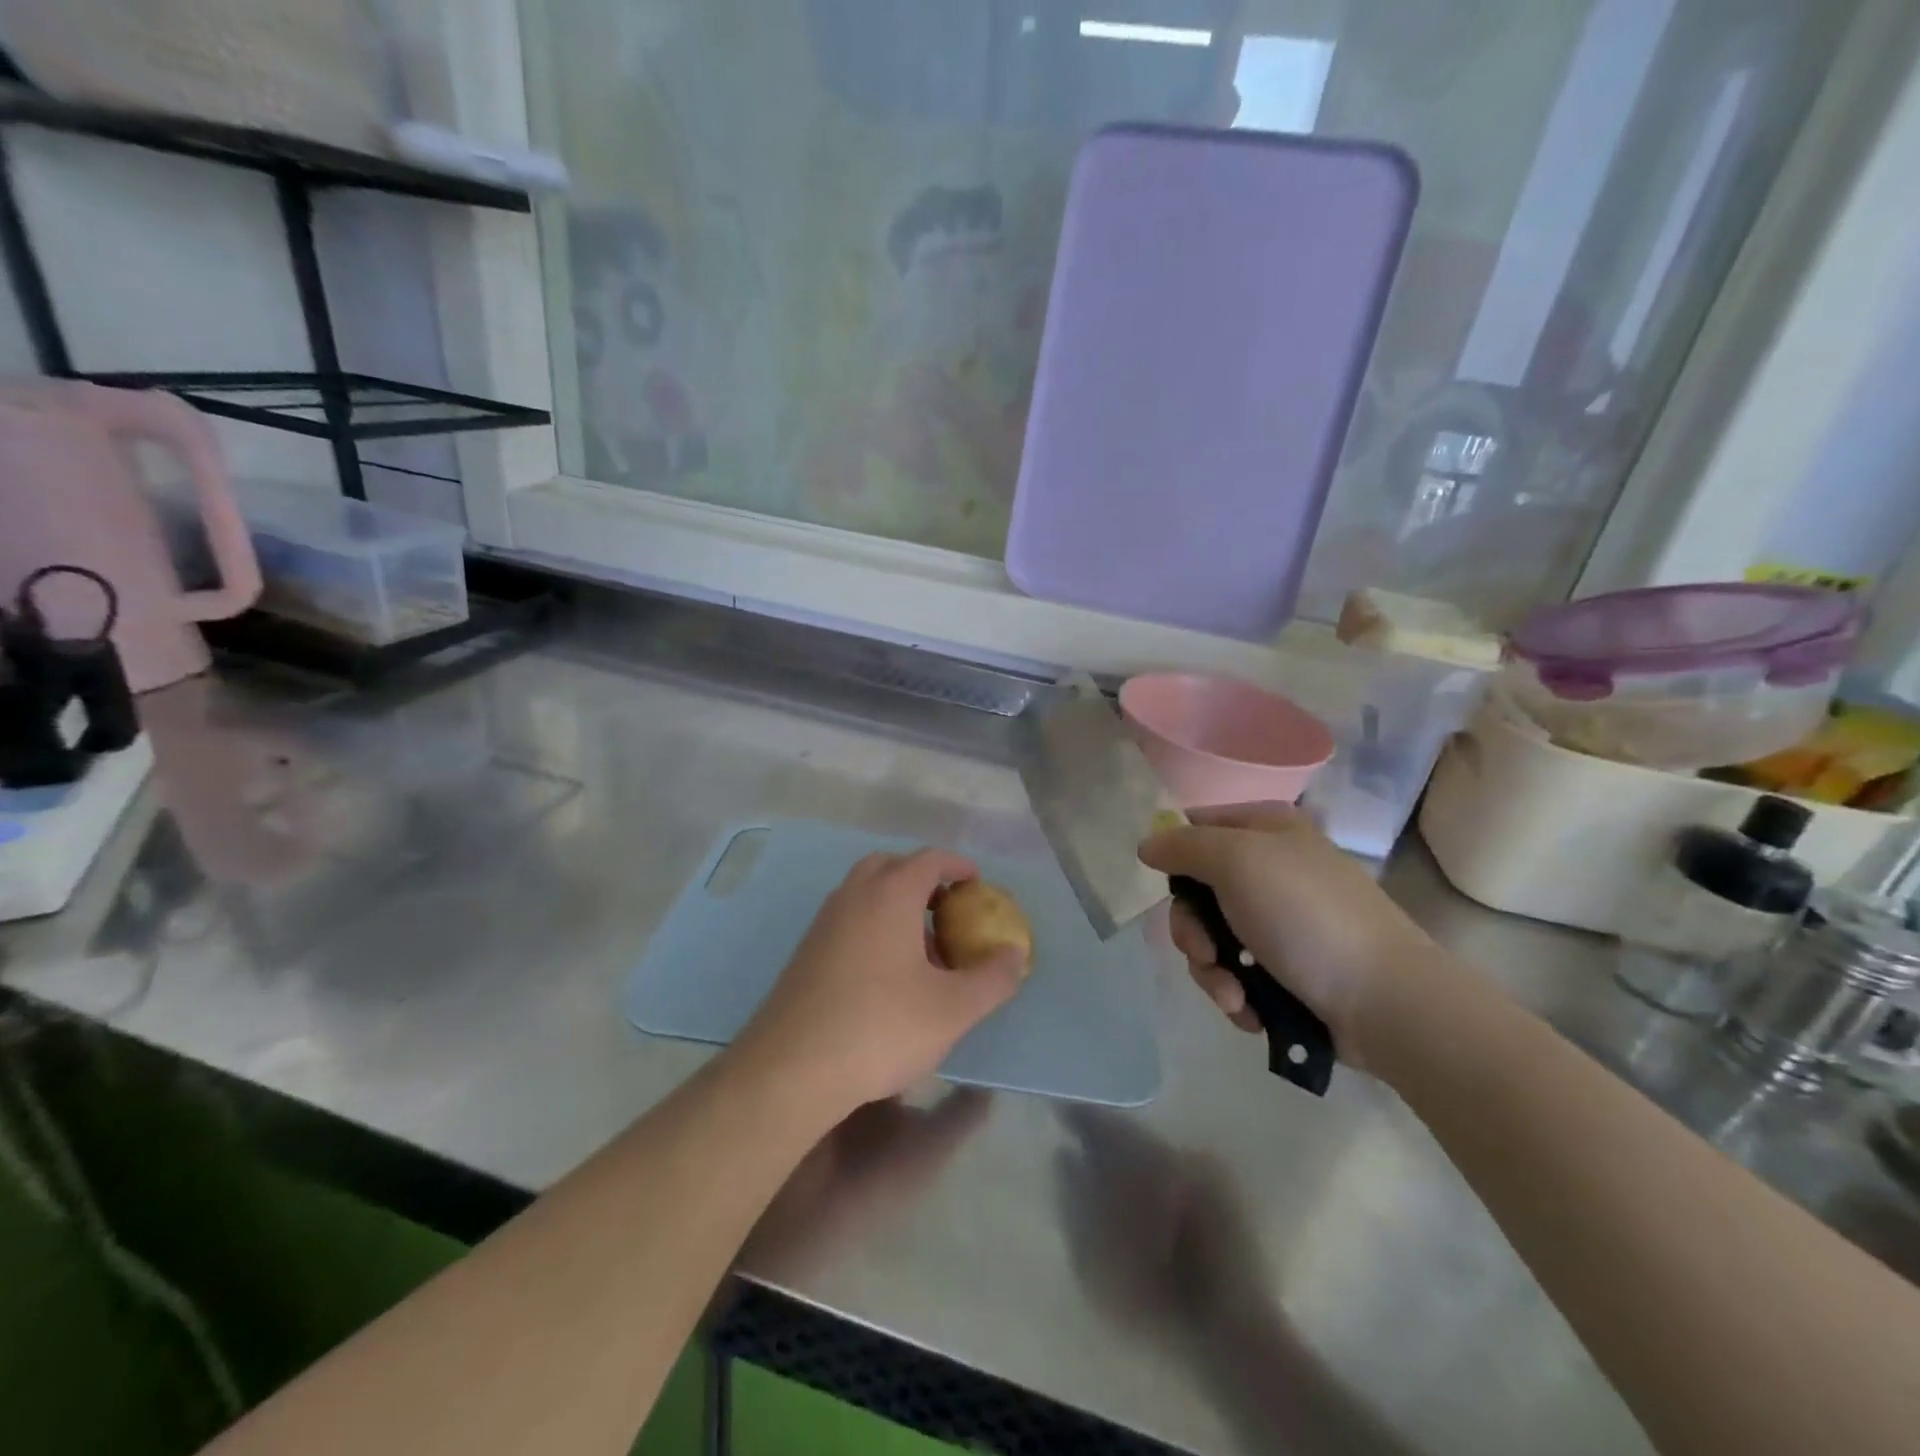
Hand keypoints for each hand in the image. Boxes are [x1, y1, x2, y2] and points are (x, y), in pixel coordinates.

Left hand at [733, 850, 1027, 1118]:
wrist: (791, 1069)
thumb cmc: (882, 1028)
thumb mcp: (954, 1009)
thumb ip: (993, 978)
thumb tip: (1015, 954)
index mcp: (890, 895)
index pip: (929, 859)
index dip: (957, 866)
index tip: (976, 884)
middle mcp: (853, 896)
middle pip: (891, 866)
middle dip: (922, 878)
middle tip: (946, 909)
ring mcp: (823, 923)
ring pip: (864, 893)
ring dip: (895, 904)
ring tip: (921, 947)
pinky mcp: (805, 952)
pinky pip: (847, 920)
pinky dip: (872, 926)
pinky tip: (885, 974)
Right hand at [1139, 804, 1437, 1064]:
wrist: (1386, 1001)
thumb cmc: (1306, 917)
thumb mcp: (1237, 862)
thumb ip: (1183, 846)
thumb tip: (1147, 845)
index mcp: (1266, 829)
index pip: (1195, 828)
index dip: (1175, 860)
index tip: (1174, 892)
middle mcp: (1272, 867)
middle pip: (1197, 891)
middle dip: (1193, 932)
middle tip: (1206, 955)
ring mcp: (1282, 920)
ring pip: (1213, 938)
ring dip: (1212, 972)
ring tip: (1235, 998)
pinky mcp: (1289, 967)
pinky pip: (1237, 972)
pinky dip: (1236, 993)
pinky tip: (1250, 1011)